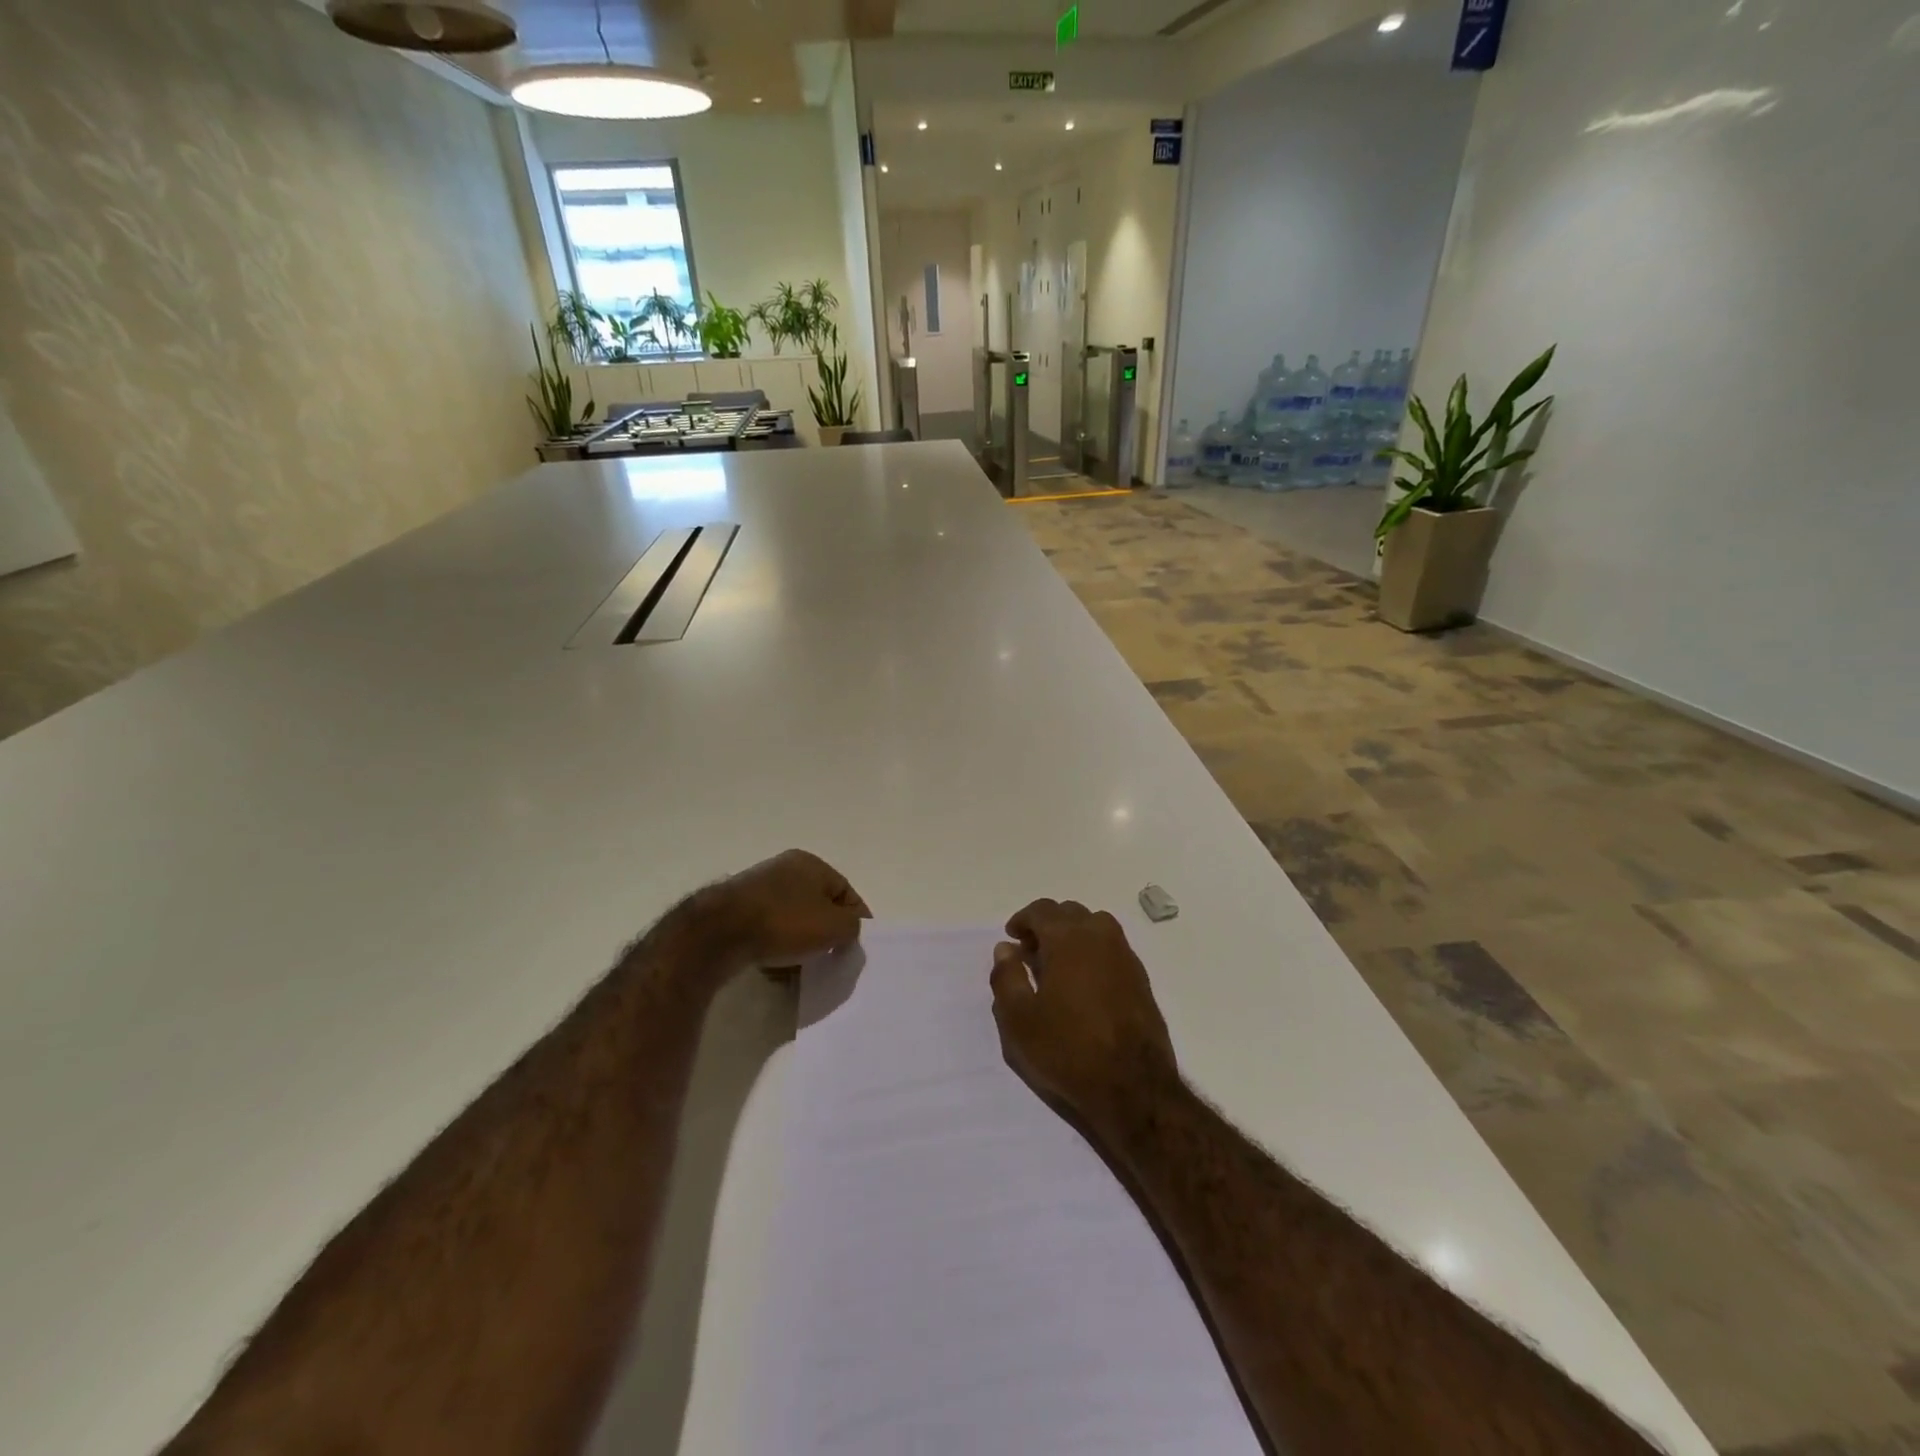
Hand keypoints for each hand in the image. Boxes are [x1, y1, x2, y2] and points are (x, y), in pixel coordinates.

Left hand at [709, 849, 869, 970]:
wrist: (719, 934)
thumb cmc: (784, 922)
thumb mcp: (834, 926)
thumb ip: (852, 927)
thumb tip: (849, 931)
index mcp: (810, 864)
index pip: (845, 891)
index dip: (856, 919)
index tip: (857, 947)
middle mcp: (783, 869)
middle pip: (817, 905)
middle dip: (826, 934)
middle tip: (832, 959)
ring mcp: (757, 889)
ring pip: (791, 920)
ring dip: (801, 944)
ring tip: (804, 970)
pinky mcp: (736, 912)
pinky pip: (767, 932)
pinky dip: (777, 949)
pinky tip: (778, 971)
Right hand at [989, 899, 1178, 1125]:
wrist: (1132, 1084)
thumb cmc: (1067, 1048)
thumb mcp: (1019, 1019)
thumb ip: (1006, 977)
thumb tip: (1006, 948)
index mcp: (1068, 939)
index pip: (1042, 910)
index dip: (1023, 920)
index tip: (1012, 938)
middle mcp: (1100, 937)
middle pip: (1070, 912)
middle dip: (1047, 925)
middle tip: (1031, 952)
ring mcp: (1125, 956)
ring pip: (1095, 926)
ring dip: (1073, 934)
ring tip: (1058, 964)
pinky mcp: (1141, 978)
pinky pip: (1112, 948)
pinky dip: (1093, 951)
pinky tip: (1084, 983)